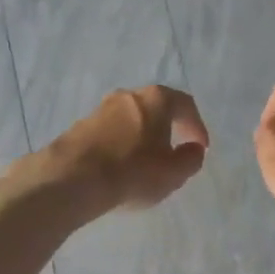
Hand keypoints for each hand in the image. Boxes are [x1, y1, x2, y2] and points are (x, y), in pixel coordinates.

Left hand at [48, 85, 209, 211]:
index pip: (185, 105)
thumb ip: (191, 159)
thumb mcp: (174, 173)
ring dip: (142, 137)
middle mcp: (128, 95)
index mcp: (156, 99)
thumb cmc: (133, 172)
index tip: (200, 147)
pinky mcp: (80, 126)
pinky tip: (121, 167)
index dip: (197, 127)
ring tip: (146, 163)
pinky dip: (121, 145)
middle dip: (168, 128)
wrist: (74, 178)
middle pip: (156, 108)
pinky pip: (111, 133)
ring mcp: (100, 109)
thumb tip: (193, 149)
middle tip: (174, 151)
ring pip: (131, 120)